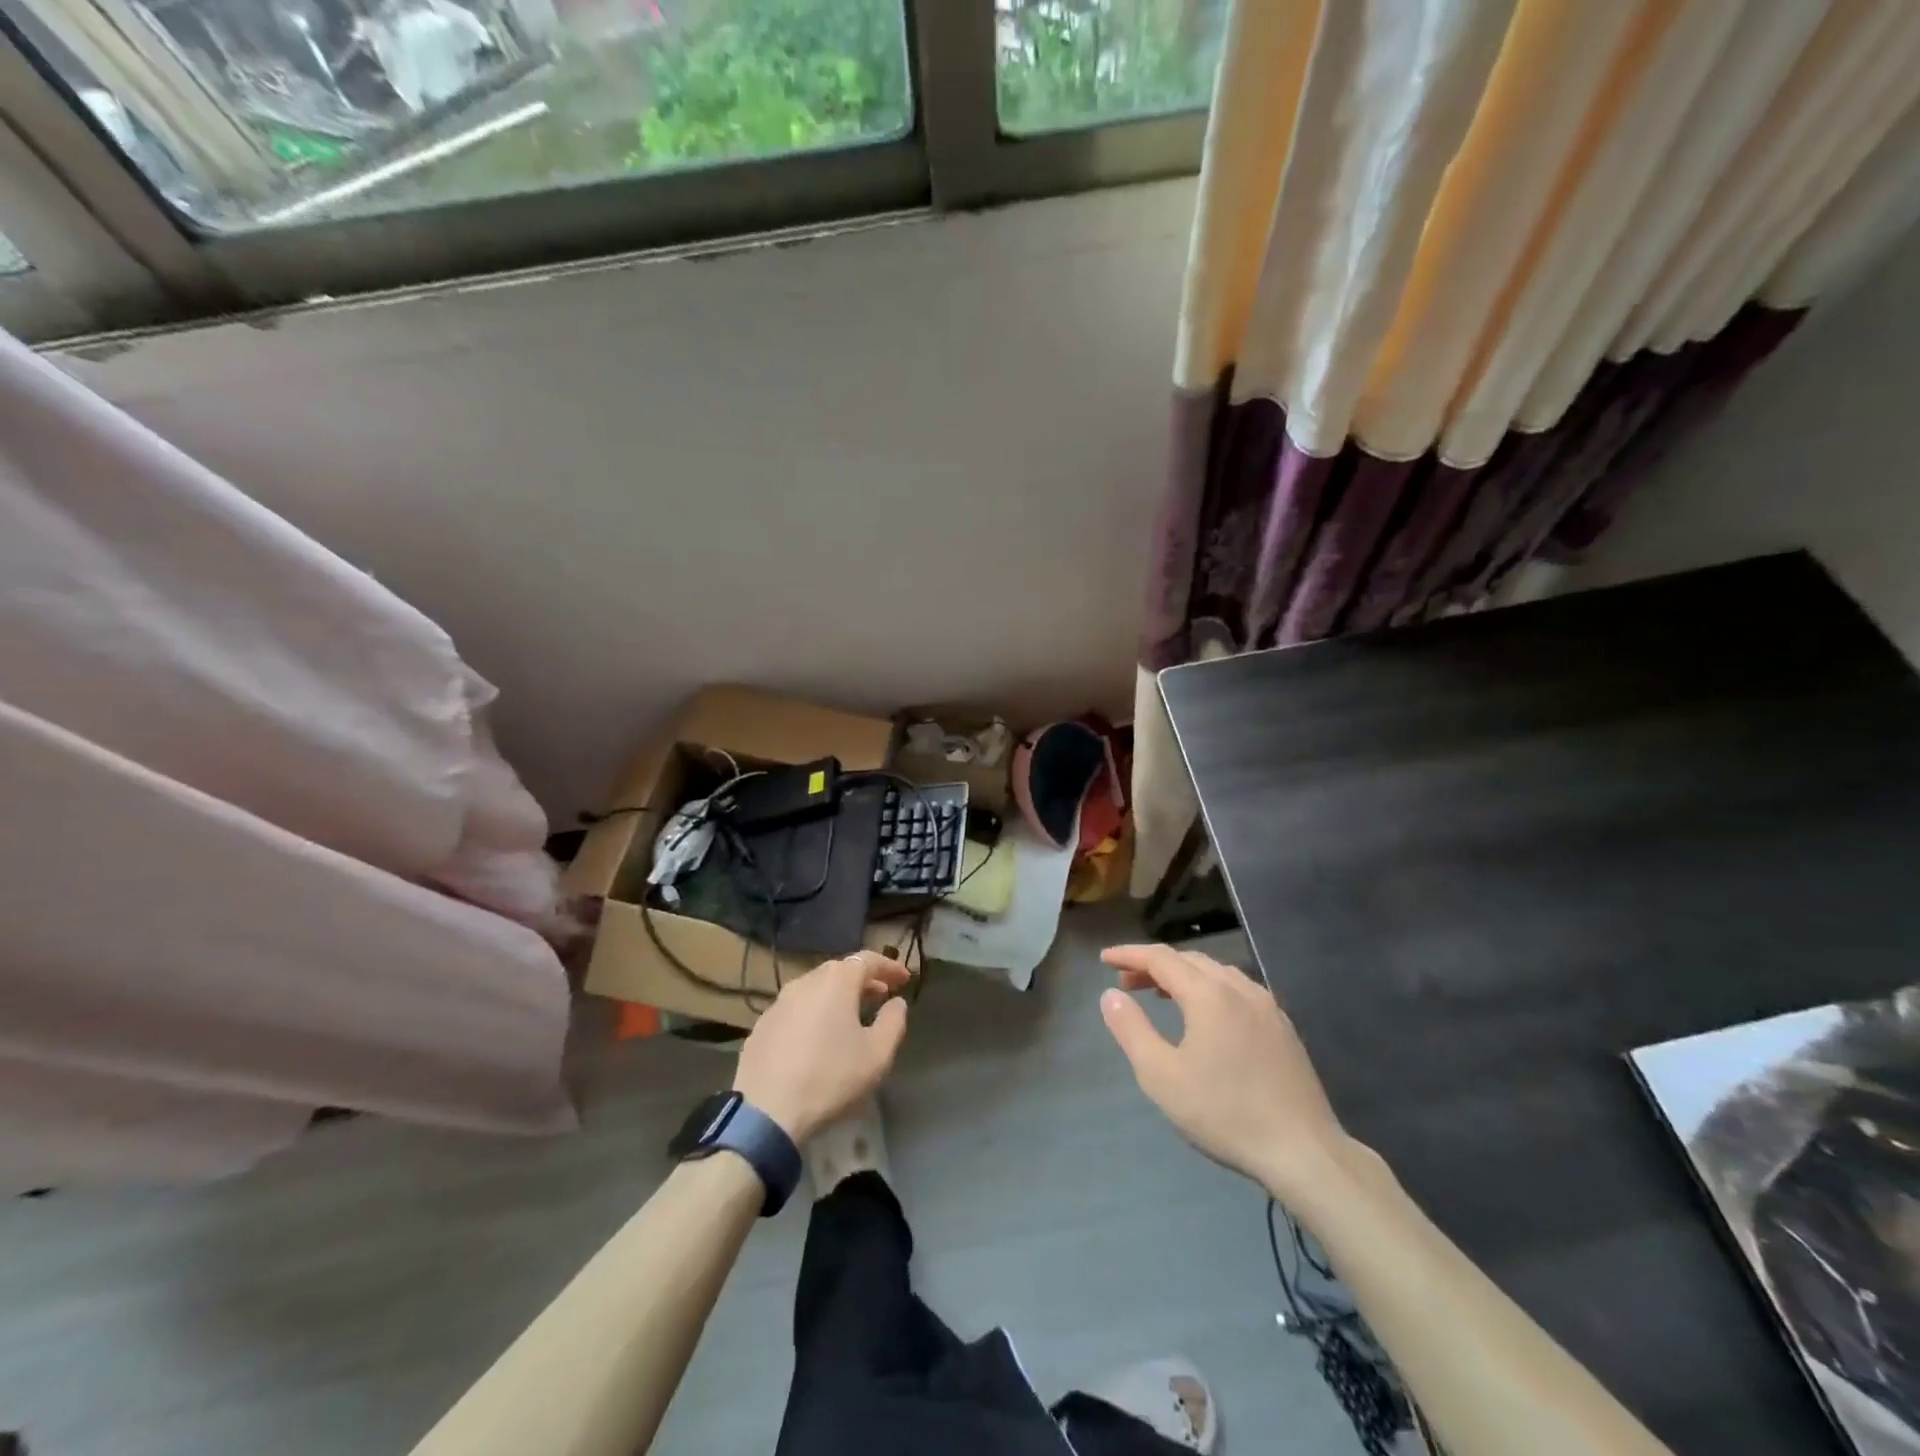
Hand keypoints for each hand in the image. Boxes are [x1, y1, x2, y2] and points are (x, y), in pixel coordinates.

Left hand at [733, 950, 910, 1143]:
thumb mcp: (877, 1054)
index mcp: (836, 981)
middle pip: (840, 970)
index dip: (889, 967)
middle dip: (864, 980)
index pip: (867, 960)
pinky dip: (815, 1013)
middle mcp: (806, 981)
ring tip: (852, 1015)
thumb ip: (893, 1021)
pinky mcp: (762, 1025)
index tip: (905, 979)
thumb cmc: (830, 1077)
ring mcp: (779, 1002)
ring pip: (816, 989)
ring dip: (838, 996)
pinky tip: (819, 1037)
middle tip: (882, 995)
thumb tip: (896, 1003)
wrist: (766, 1112)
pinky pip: (797, 1009)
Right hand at [1100, 943, 1352, 1203]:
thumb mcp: (1161, 1076)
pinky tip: (1206, 1016)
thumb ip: (1131, 1030)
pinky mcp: (1283, 1027)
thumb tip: (1111, 994)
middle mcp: (1239, 988)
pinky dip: (1210, 989)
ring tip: (1161, 995)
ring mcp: (1267, 1006)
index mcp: (1209, 994)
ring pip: (1216, 973)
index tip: (1103, 959)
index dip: (1129, 954)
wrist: (1304, 1152)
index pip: (1160, 958)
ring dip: (1183, 976)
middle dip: (1153, 965)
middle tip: (1127, 983)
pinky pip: (1237, 990)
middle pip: (1189, 960)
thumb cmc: (1225, 1113)